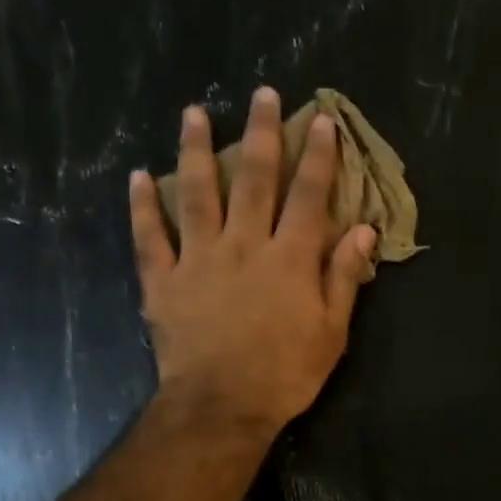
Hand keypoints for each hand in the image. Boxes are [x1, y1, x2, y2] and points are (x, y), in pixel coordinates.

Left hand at [130, 88, 376, 440]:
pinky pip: (150, 237)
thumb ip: (343, 277)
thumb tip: (362, 230)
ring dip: (196, 150)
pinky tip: (138, 177)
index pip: (308, 196)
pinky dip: (143, 206)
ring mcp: (198, 259)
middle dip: (260, 134)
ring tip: (193, 113)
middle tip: (260, 93)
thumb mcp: (331, 332)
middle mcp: (244, 245)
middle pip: (254, 180)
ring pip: (197, 193)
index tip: (320, 121)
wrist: (222, 407)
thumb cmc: (286, 373)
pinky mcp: (164, 281)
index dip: (317, 157)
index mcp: (289, 258)